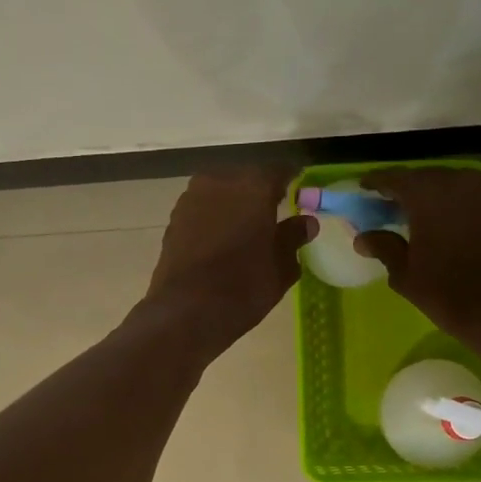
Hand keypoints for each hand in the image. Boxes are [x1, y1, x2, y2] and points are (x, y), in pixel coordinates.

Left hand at [141, 169, 316, 355]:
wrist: (186, 311)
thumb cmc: (243, 286)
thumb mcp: (281, 266)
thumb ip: (294, 238)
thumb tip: (306, 222)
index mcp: (254, 186)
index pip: (279, 170)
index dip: (291, 179)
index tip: (299, 189)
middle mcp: (220, 181)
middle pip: (247, 177)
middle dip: (260, 190)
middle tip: (274, 209)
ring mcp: (192, 198)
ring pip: (221, 190)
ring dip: (234, 202)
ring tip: (246, 225)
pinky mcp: (174, 218)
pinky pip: (203, 208)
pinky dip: (215, 216)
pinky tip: (222, 236)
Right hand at [354, 168, 480, 364]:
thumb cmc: (449, 293)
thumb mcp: (406, 274)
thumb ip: (384, 247)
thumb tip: (363, 237)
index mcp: (427, 193)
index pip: (394, 178)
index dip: (376, 183)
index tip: (363, 189)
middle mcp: (458, 182)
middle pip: (424, 178)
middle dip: (406, 190)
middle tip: (390, 206)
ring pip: (451, 185)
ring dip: (434, 197)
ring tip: (419, 216)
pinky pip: (473, 198)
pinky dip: (457, 206)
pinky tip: (450, 224)